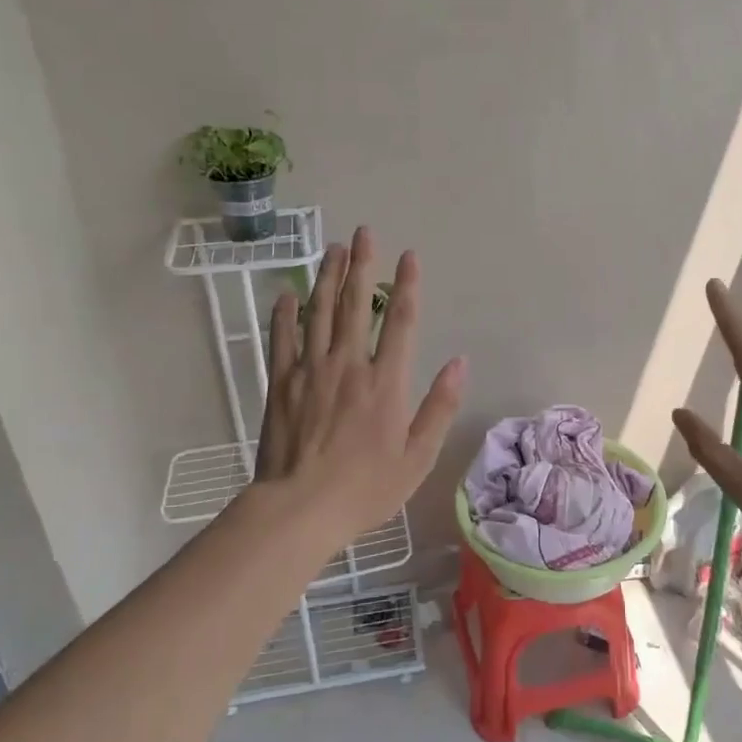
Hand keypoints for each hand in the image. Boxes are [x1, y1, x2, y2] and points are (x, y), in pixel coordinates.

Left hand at [253, 226, 467, 535]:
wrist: (300, 509)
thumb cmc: (366, 488)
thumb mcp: (418, 457)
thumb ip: (440, 407)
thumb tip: (460, 362)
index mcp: (386, 382)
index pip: (402, 321)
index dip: (407, 285)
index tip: (408, 255)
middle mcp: (349, 365)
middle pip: (358, 304)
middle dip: (363, 266)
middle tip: (364, 233)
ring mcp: (311, 370)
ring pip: (321, 312)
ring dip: (327, 278)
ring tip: (333, 249)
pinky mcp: (281, 383)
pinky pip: (283, 339)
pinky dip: (285, 314)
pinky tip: (288, 294)